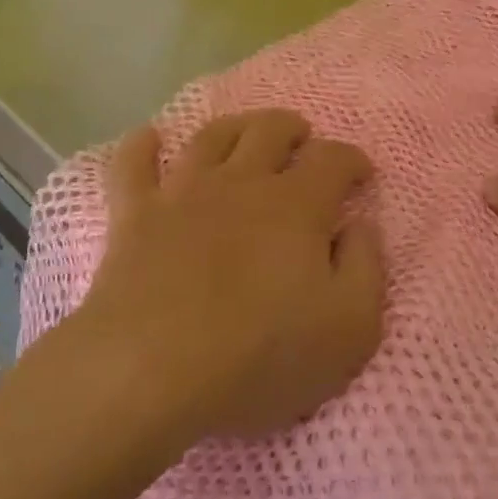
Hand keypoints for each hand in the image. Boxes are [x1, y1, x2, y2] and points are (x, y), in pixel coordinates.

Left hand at [79, 109, 386, 444]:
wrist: (151, 372)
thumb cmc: (260, 357)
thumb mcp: (350, 328)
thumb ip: (365, 267)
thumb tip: (361, 224)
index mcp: (297, 205)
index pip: (333, 159)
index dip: (352, 160)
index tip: (361, 174)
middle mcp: (241, 182)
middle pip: (270, 130)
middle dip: (293, 130)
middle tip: (302, 142)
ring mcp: (182, 192)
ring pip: (211, 135)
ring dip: (235, 126)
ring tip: (246, 133)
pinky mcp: (134, 214)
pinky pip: (131, 164)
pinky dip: (141, 145)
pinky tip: (149, 137)